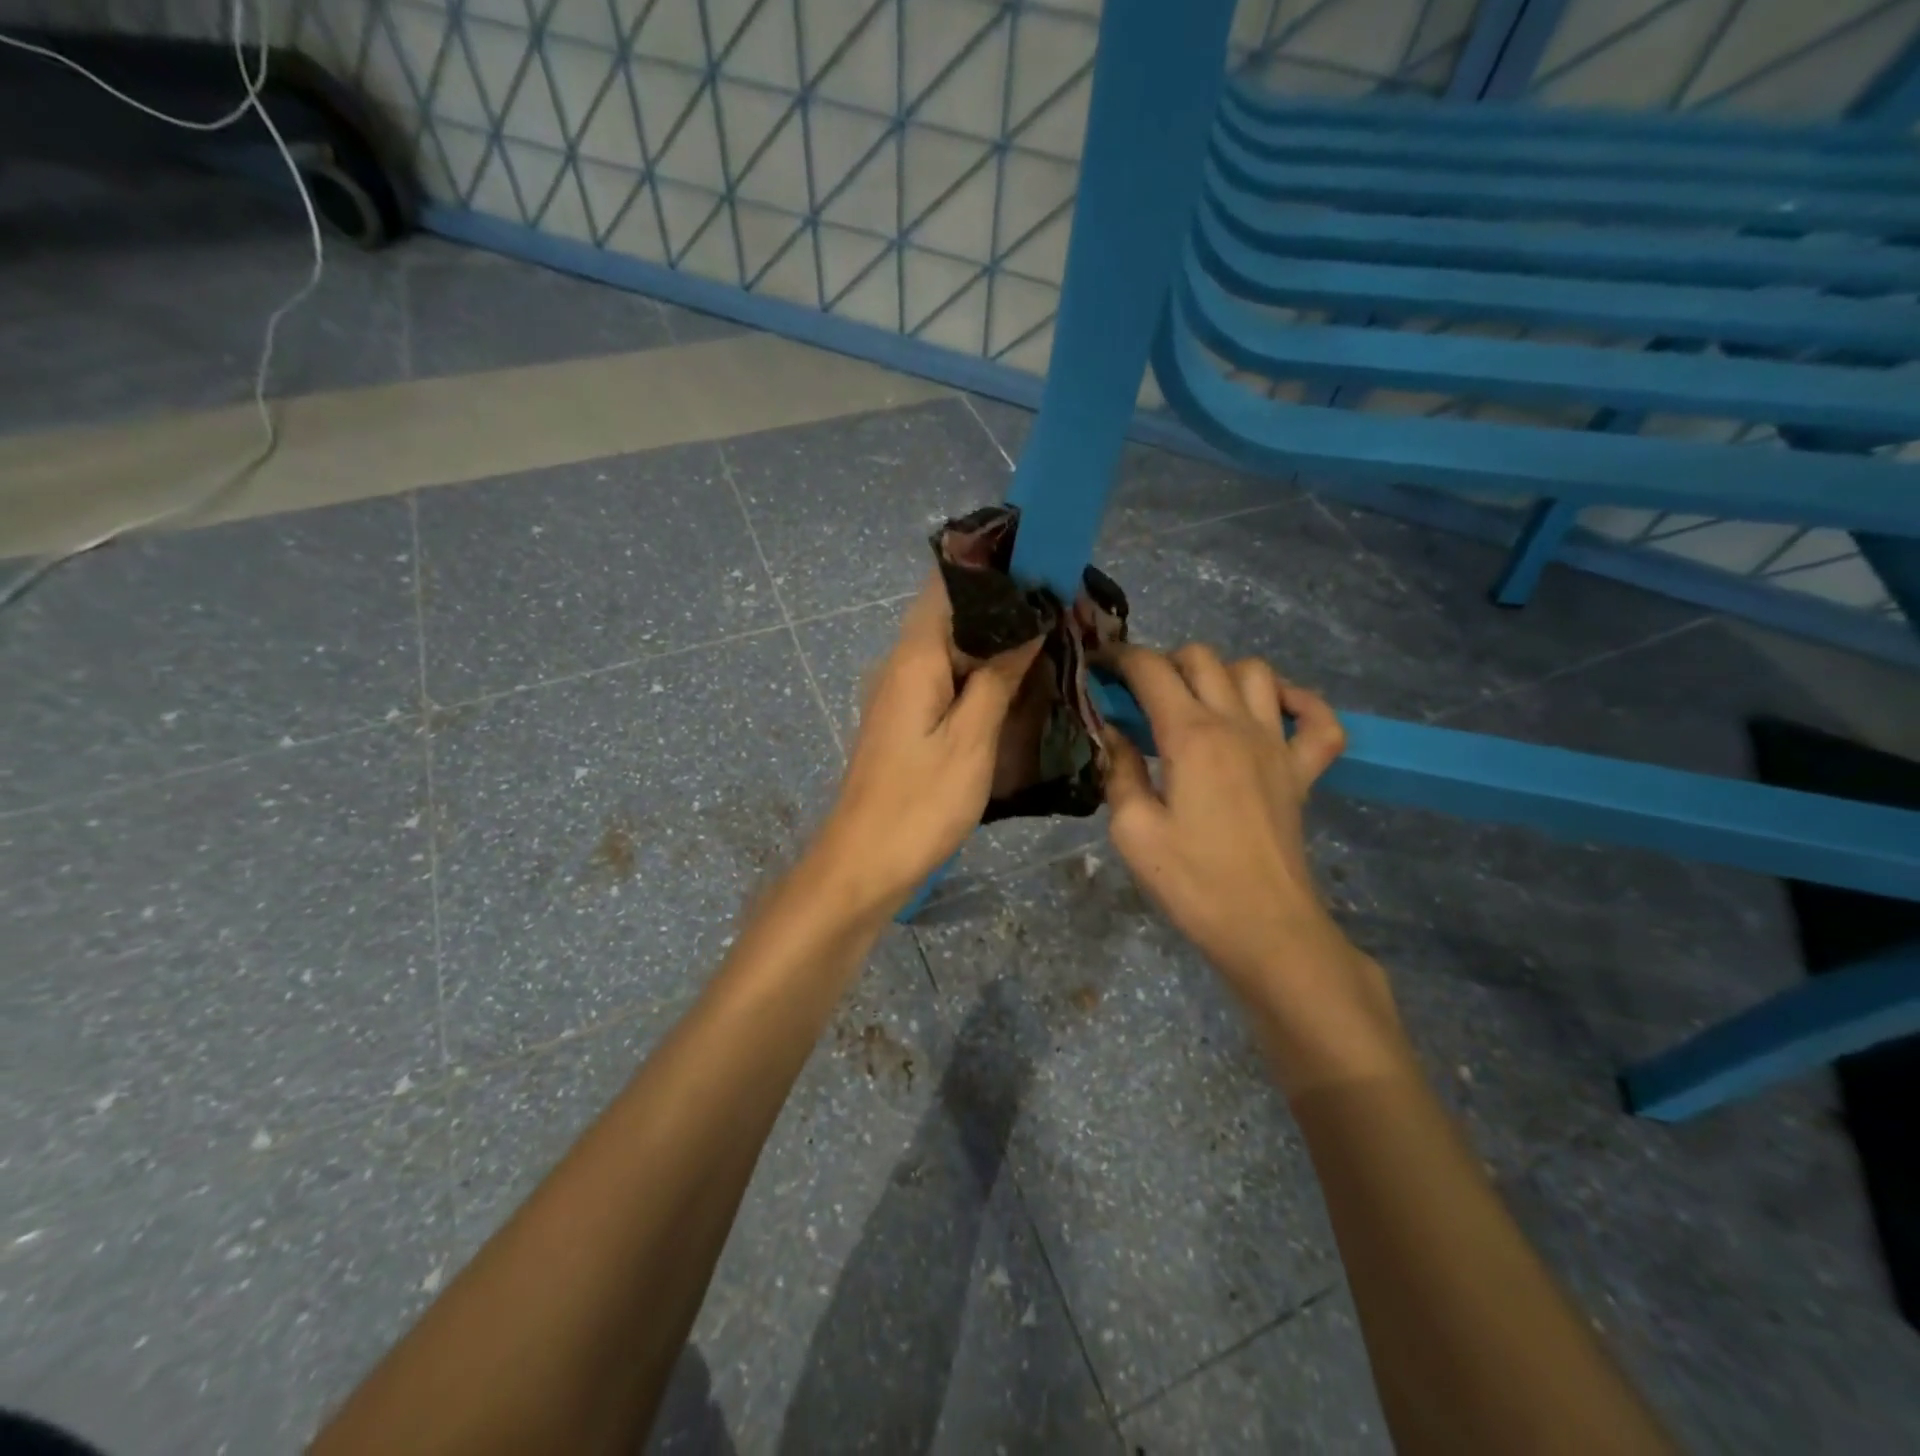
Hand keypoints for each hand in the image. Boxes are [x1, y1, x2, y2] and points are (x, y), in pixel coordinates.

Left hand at [812, 576, 1041, 916]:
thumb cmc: (919, 805)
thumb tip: (1028, 624)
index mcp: (914, 658)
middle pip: (953, 615)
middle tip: (1061, 609)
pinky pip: (946, 680)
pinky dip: (980, 675)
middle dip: (1004, 608)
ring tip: (1051, 641)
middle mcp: (900, 664)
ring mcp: (900, 693)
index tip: (1042, 566)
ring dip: (995, 644)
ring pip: (952, 649)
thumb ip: (997, 677)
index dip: (992, 568)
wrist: (864, 865)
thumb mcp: (970, 741)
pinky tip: (1016, 686)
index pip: (948, 585)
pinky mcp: (905, 720)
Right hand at [1103, 645, 1403, 1088]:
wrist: (1265, 928)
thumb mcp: (1133, 830)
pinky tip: (1272, 711)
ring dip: (1220, 674)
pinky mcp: (1304, 771)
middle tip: (1138, 694)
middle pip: (1202, 658)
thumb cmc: (1192, 882)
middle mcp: (1237, 725)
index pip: (1151, 670)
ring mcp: (1278, 745)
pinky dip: (1299, 702)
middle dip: (1163, 662)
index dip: (1119, 659)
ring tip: (1194, 701)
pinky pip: (1318, 719)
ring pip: (1256, 672)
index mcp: (1191, 735)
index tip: (1096, 668)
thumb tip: (1111, 733)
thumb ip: (1118, 770)